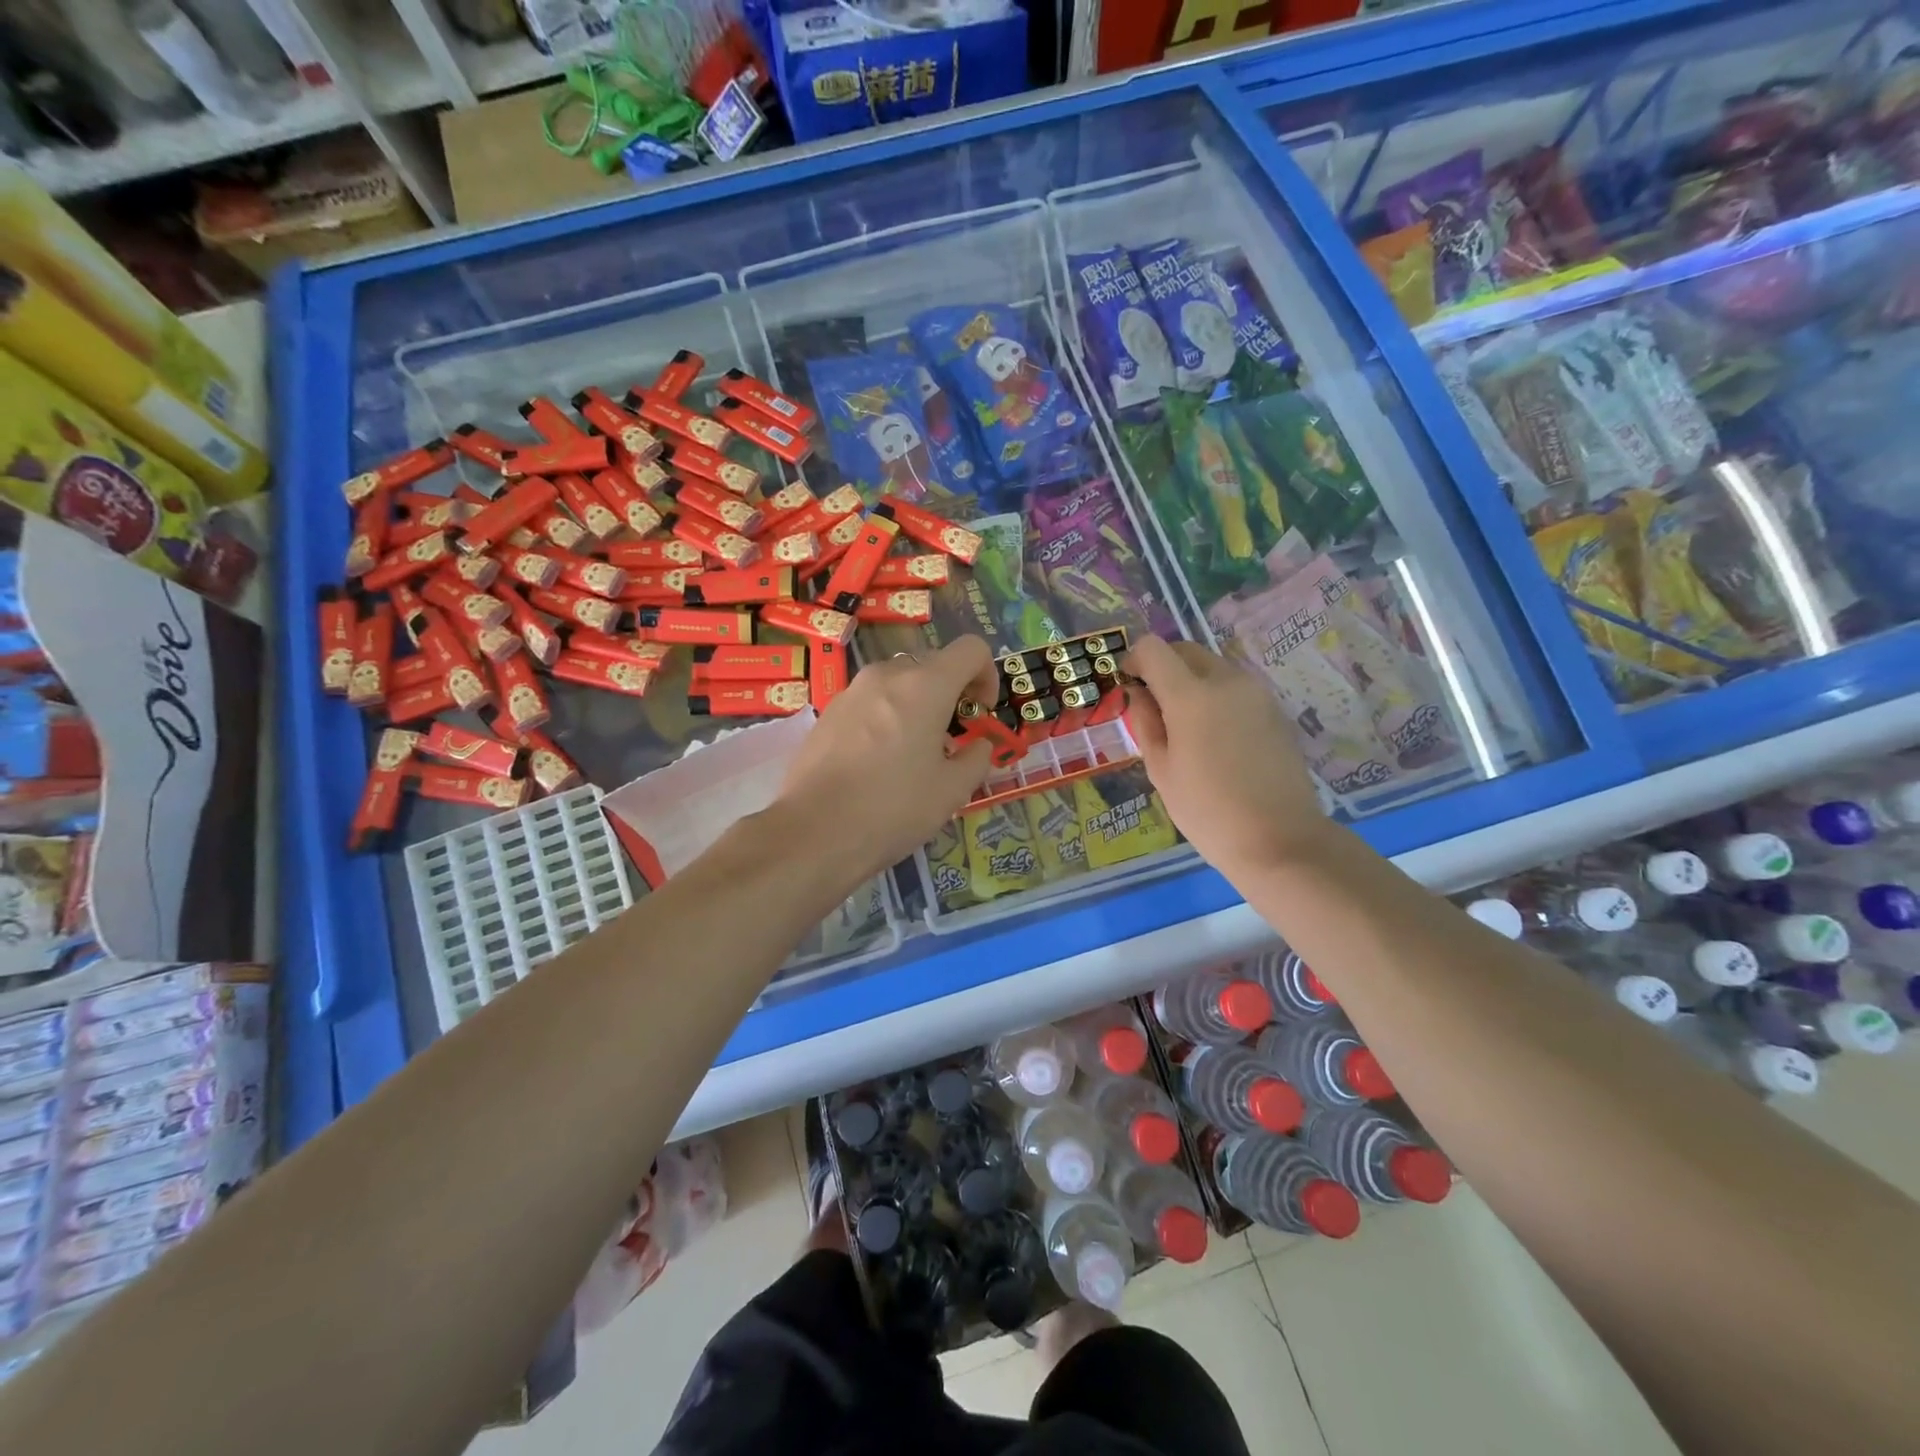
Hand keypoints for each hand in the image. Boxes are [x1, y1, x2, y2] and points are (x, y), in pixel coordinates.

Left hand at [776, 636, 997, 881]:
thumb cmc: (893, 808)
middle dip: (950, 694)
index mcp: (925, 686)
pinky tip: (877, 763)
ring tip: (912, 753)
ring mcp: (852, 691)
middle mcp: (887, 675)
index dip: (987, 675)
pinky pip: (870, 702)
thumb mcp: (952, 791)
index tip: (981, 713)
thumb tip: (977, 746)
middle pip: (932, 665)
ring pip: (898, 683)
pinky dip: (886, 718)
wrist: (813, 831)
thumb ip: (976, 758)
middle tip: (950, 739)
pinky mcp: (828, 712)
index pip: (971, 649)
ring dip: (916, 706)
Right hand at [1122, 635, 1331, 877]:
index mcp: (1191, 696)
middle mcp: (1226, 681)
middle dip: (1163, 666)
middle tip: (1153, 705)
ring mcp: (1256, 692)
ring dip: (1191, 680)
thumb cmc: (1207, 811)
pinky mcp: (1275, 708)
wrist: (1279, 839)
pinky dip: (1216, 696)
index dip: (1134, 660)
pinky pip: (1235, 687)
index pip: (1154, 648)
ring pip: (1213, 666)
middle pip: (1186, 650)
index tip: (1129, 686)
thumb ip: (1145, 722)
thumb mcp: (1161, 770)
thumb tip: (1137, 693)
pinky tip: (1215, 737)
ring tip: (1185, 725)